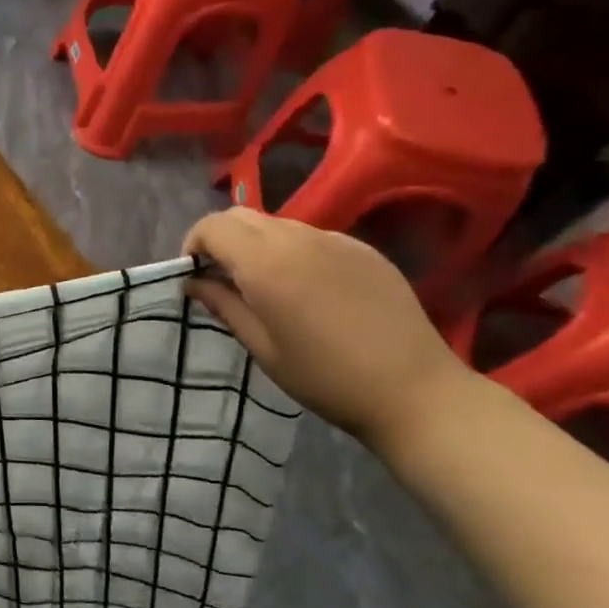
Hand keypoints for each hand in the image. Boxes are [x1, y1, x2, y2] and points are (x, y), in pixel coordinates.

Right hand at [183, 208, 478, 449]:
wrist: (414, 391)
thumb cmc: (325, 378)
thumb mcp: (263, 348)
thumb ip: (224, 305)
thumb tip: (195, 282)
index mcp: (267, 264)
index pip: (213, 226)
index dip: (194, 244)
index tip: (194, 275)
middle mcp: (298, 239)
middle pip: (241, 216)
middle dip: (220, 239)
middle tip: (220, 277)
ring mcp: (335, 240)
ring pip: (277, 224)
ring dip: (256, 244)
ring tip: (264, 285)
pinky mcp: (363, 249)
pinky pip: (312, 237)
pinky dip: (292, 251)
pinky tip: (308, 289)